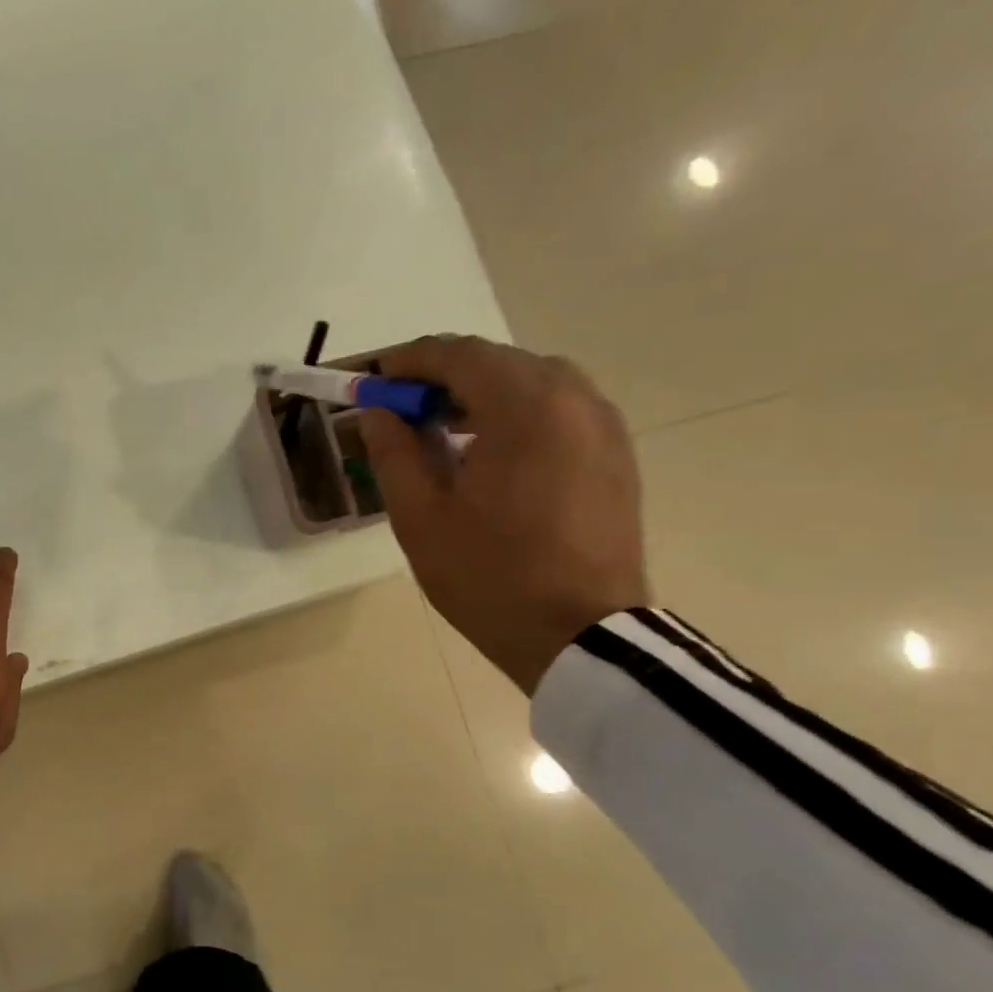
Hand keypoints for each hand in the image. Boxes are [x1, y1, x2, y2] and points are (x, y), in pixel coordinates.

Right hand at [357, 336, 649, 694]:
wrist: (580, 635)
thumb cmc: (489, 576)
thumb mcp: (420, 516)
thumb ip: (394, 451)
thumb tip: (378, 411)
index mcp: (525, 407)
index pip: (459, 355)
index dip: (410, 360)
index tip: (376, 378)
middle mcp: (574, 399)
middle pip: (499, 362)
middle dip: (445, 376)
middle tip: (404, 409)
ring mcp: (604, 426)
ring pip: (534, 383)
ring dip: (483, 394)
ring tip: (443, 431)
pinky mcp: (616, 455)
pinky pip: (560, 411)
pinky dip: (518, 414)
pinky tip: (491, 454)